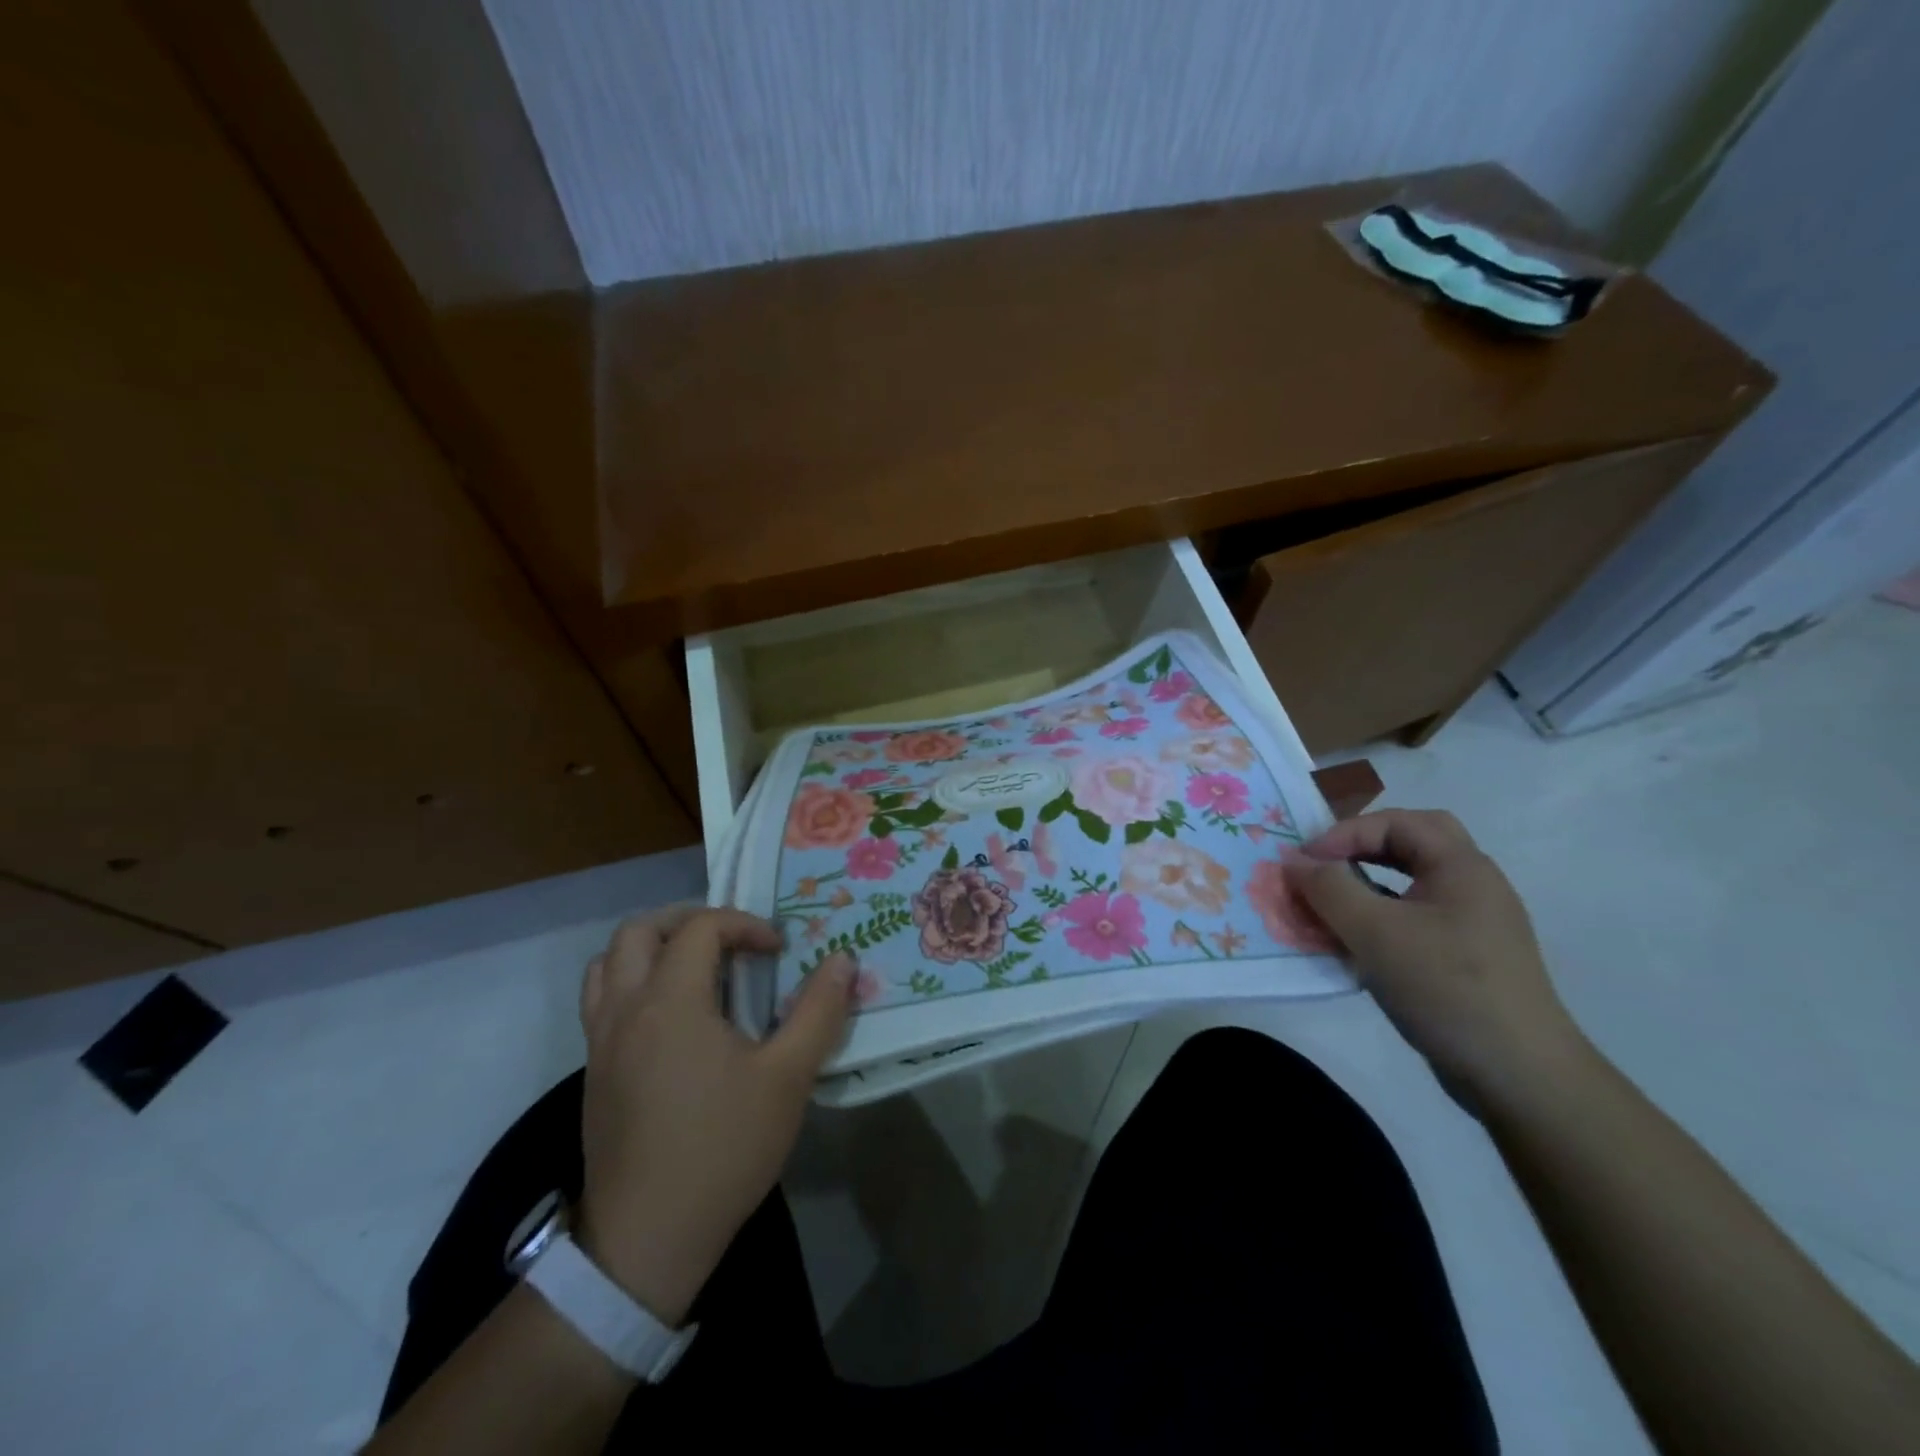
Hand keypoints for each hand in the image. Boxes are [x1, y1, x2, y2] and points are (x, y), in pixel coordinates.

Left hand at [572, 906, 855, 1326]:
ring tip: (696, 970)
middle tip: (730, 942)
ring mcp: (601, 1042)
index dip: (744, 925)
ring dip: (652, 949)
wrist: (646, 1239)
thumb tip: (842, 961)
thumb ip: (818, 1011)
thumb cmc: (722, 1148)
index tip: (777, 951)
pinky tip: (673, 1020)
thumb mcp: (787, 1078)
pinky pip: (602, 1001)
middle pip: (639, 931)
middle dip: (688, 921)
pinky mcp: (593, 1073)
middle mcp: (626, 1009)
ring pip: (609, 963)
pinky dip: (634, 984)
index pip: (700, 927)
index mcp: (670, 1001)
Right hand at [1291, 810, 1589, 1105]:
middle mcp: (1474, 885)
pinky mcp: (1469, 958)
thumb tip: (1293, 861)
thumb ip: (1328, 888)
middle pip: (1413, 841)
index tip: (1304, 864)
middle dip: (1363, 845)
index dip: (1344, 833)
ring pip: (1414, 881)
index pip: (1396, 822)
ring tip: (1333, 902)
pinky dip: (1382, 916)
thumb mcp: (1375, 932)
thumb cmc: (1446, 987)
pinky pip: (1417, 917)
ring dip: (1369, 882)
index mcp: (1462, 867)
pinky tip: (1358, 943)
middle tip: (1326, 865)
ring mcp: (1475, 924)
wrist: (1520, 1075)